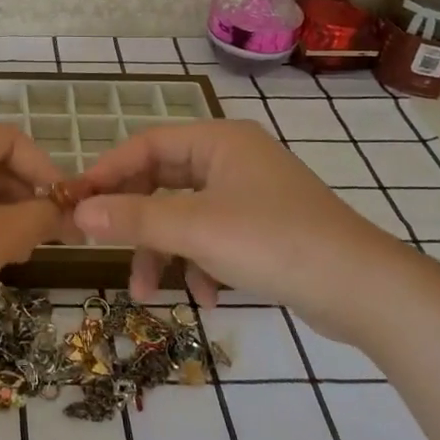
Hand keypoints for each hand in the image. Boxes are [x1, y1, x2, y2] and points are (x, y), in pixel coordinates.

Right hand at [72, 119, 425, 341]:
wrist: (363, 290)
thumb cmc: (272, 242)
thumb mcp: (194, 229)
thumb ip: (133, 218)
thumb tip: (78, 212)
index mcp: (218, 141)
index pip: (146, 145)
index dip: (108, 172)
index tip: (76, 203)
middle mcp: (233, 159)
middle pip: (163, 181)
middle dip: (136, 222)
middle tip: (103, 246)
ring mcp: (251, 194)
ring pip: (186, 215)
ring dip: (165, 252)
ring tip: (149, 294)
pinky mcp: (265, 228)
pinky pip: (214, 237)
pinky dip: (201, 264)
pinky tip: (207, 298)